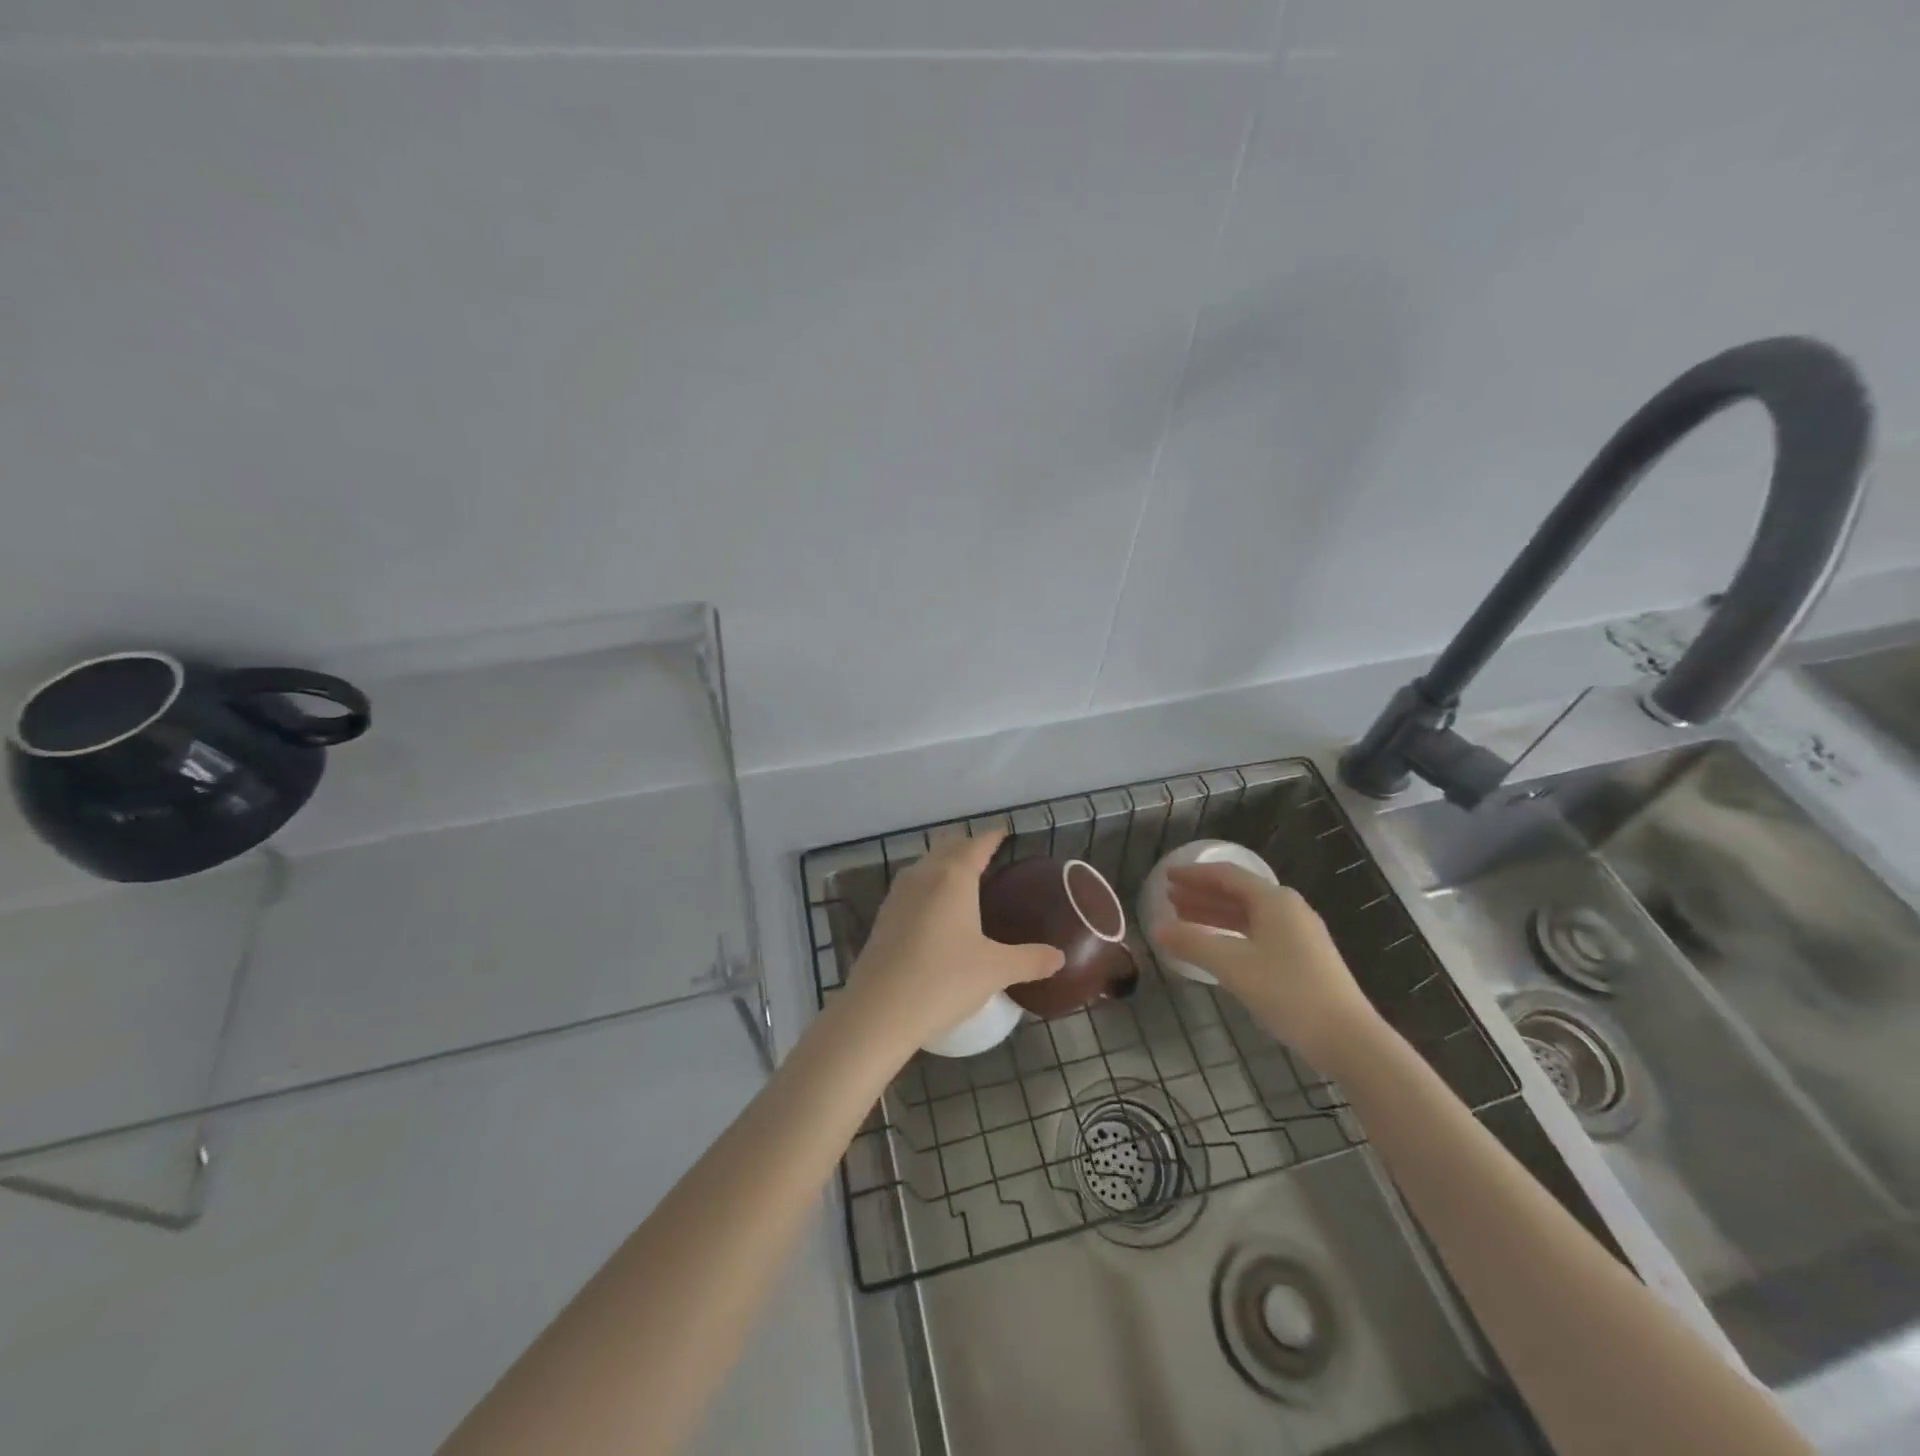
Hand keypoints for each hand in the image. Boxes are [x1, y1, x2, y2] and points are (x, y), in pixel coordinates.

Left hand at [842, 831, 1064, 1061]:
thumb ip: (1030, 960)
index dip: (993, 836)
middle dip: (968, 845)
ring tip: (964, 878)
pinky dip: (928, 884)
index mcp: (953, 876)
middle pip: (948, 847)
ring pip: (926, 865)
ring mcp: (899, 894)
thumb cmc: (943, 981)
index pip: (977, 844)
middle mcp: (924, 875)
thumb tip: (1059, 957)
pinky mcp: (884, 916)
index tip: (1004, 832)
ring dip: (944, 863)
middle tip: (988, 855)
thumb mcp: (995, 971)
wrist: (878, 1010)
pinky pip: (912, 886)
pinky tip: (936, 909)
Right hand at [1152, 863, 1381, 1069]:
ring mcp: (1299, 934)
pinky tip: (1216, 946)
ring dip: (1215, 914)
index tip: (1167, 876)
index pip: (1227, 876)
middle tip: (1169, 898)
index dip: (1194, 875)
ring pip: (1247, 915)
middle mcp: (1288, 909)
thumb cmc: (1288, 992)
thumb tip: (1156, 928)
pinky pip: (1258, 933)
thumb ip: (1193, 943)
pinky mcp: (1303, 957)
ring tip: (1183, 919)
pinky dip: (1231, 933)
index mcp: (1274, 901)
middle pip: (1237, 893)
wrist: (1348, 1038)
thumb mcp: (1233, 966)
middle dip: (1202, 894)